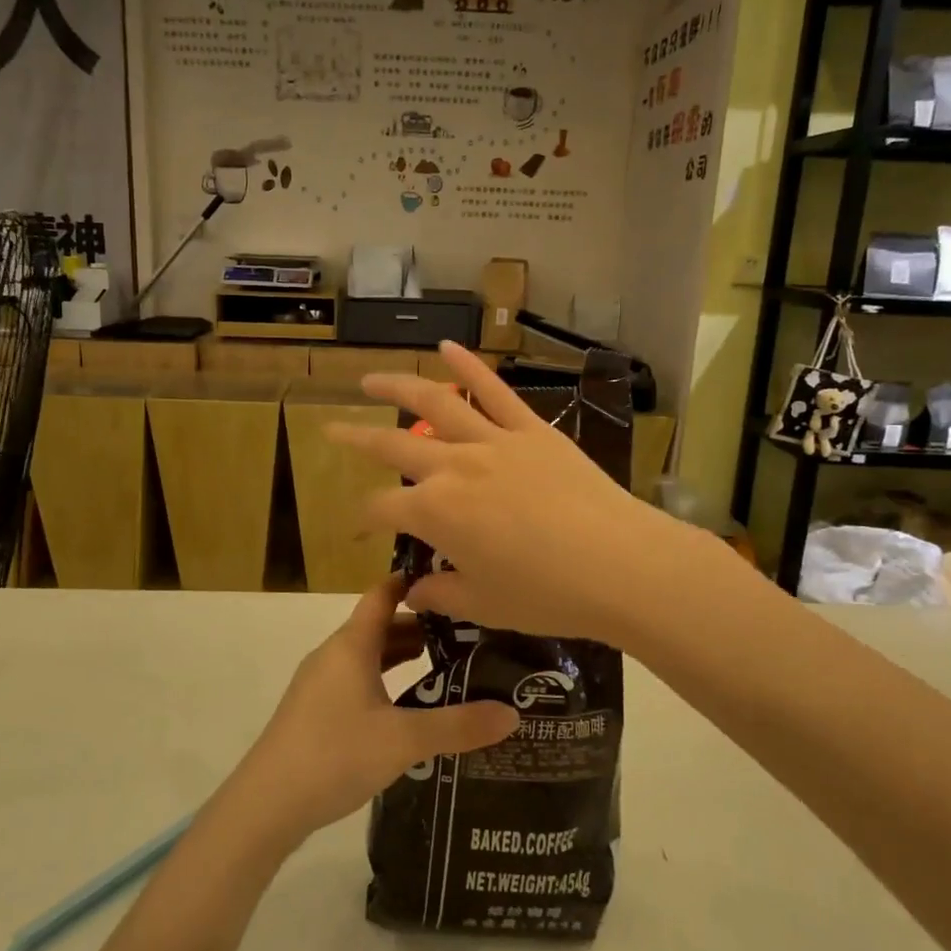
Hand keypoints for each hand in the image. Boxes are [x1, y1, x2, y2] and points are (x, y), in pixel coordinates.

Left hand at [231, 577, 517, 841]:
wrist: (266, 805)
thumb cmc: (334, 754)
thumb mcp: (404, 741)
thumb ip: (458, 726)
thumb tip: (513, 712)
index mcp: (351, 644)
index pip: (383, 593)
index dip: (414, 582)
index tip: (452, 579)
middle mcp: (334, 654)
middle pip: (379, 626)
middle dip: (420, 625)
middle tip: (466, 631)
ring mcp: (320, 684)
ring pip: (368, 656)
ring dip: (402, 656)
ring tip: (445, 665)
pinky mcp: (315, 711)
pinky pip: (357, 680)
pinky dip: (385, 680)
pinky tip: (407, 706)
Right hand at [327, 341, 688, 646]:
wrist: (619, 565)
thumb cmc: (547, 594)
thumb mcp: (485, 604)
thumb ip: (441, 594)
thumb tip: (413, 591)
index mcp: (435, 514)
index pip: (382, 509)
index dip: (363, 521)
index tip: (359, 532)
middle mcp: (453, 467)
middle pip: (393, 447)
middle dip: (357, 439)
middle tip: (332, 428)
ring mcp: (493, 442)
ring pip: (435, 404)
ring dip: (397, 388)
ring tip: (370, 379)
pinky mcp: (531, 430)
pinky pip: (494, 391)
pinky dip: (468, 367)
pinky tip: (446, 346)